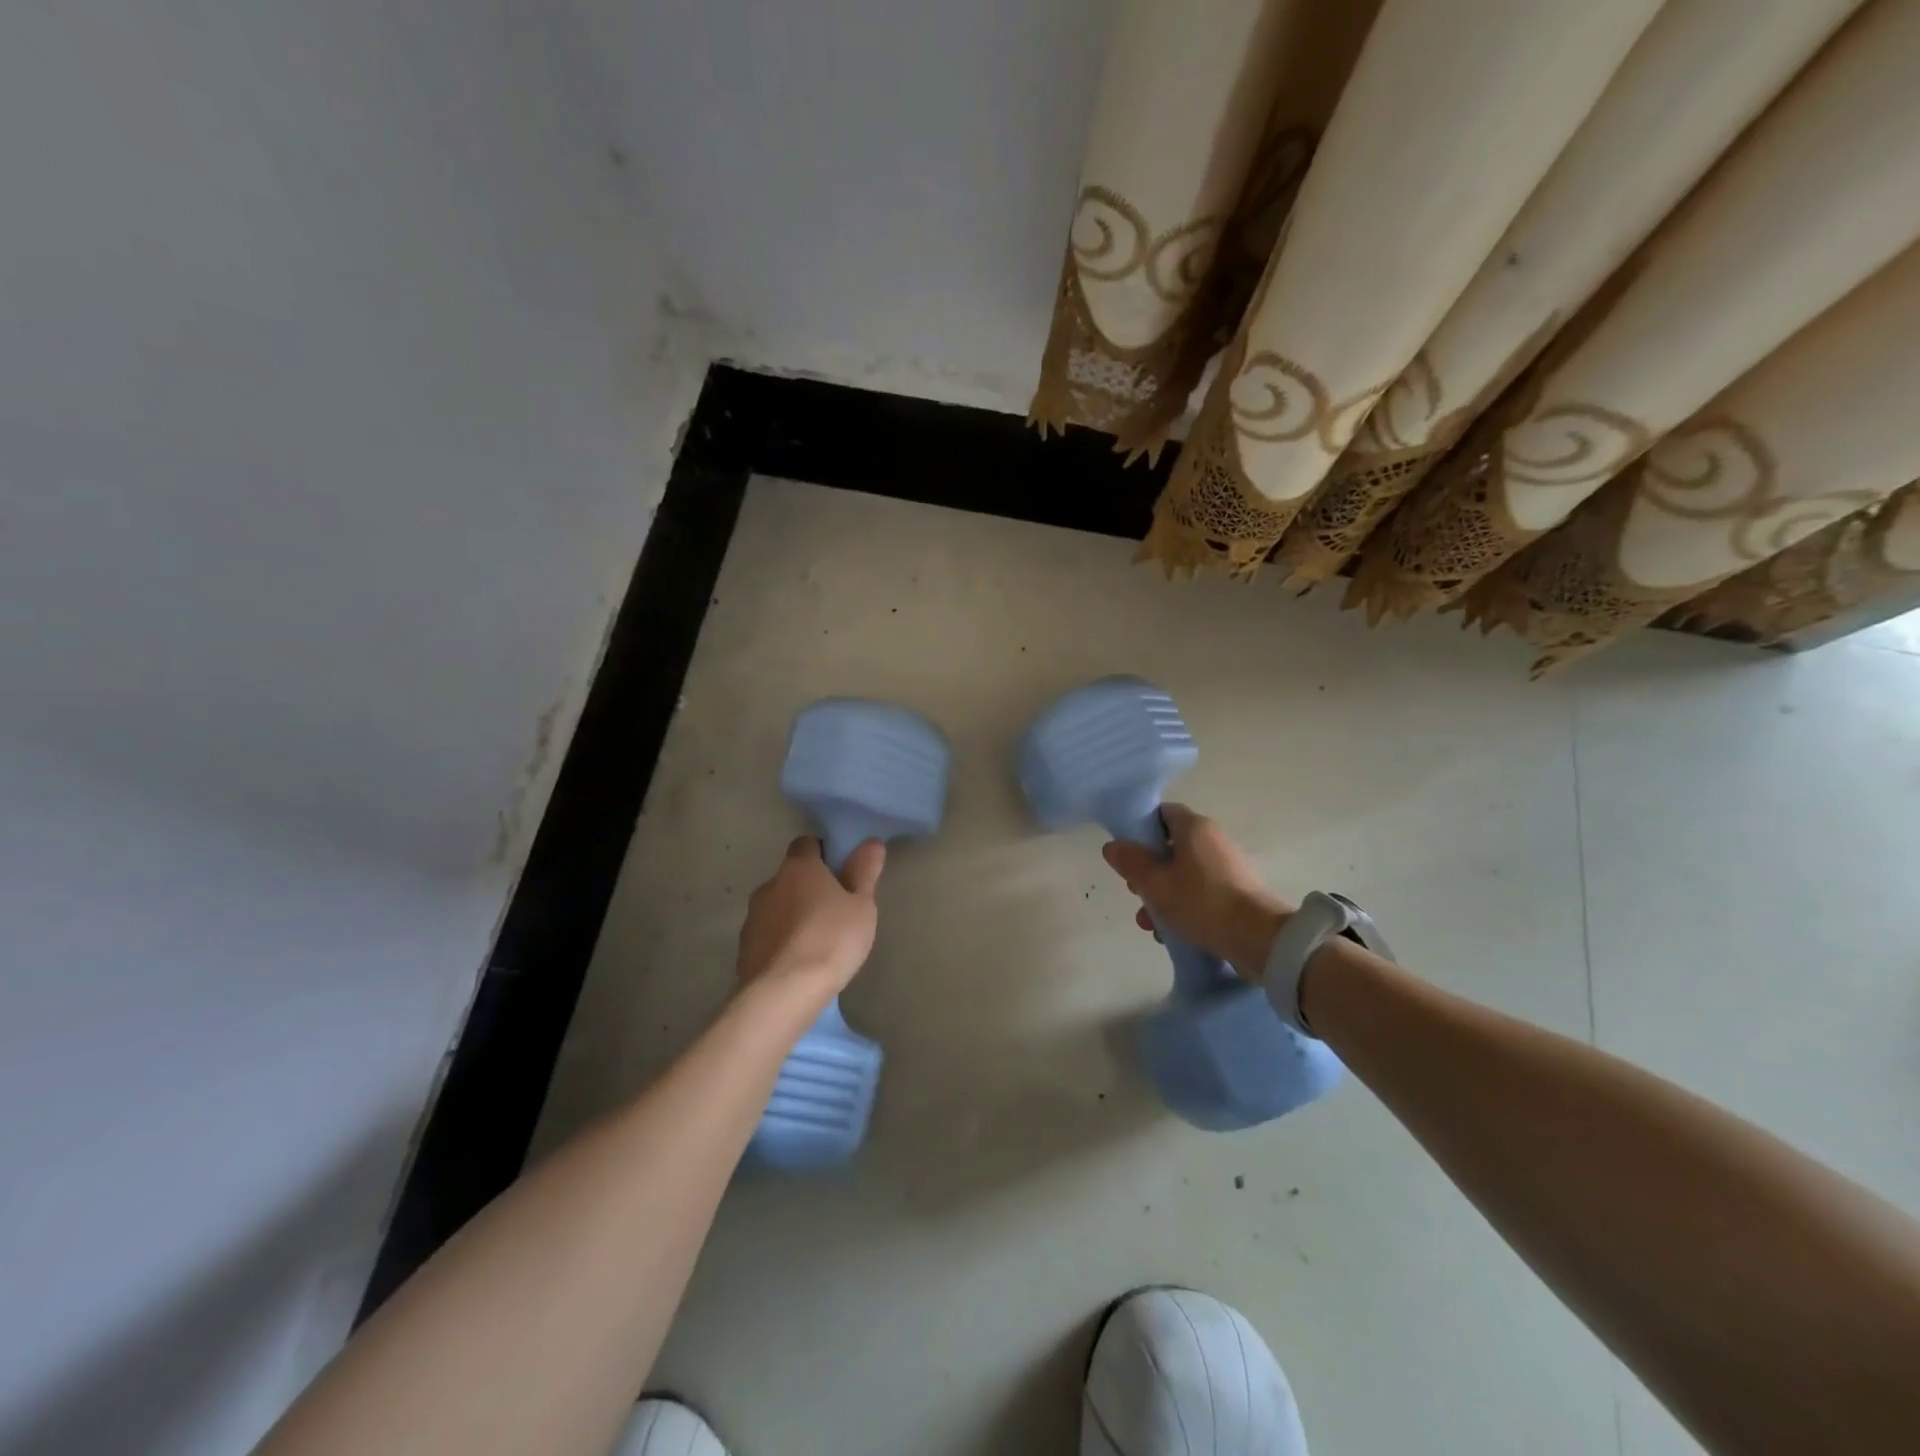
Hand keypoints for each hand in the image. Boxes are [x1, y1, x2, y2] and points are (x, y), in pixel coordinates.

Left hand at [735, 836, 885, 1003]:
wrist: (783, 992)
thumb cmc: (831, 939)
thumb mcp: (862, 906)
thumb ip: (864, 873)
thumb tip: (871, 842)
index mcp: (798, 868)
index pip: (806, 844)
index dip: (823, 854)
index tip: (840, 871)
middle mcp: (769, 885)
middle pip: (790, 877)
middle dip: (808, 888)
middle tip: (833, 910)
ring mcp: (752, 918)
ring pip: (776, 907)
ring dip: (792, 916)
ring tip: (816, 942)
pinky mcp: (744, 949)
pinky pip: (766, 936)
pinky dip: (780, 942)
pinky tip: (797, 963)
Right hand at [1101, 804, 1292, 976]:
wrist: (1260, 939)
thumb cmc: (1202, 902)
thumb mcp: (1155, 883)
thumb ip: (1130, 862)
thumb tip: (1112, 845)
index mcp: (1194, 828)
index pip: (1161, 813)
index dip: (1140, 829)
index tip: (1127, 852)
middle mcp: (1213, 840)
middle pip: (1170, 847)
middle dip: (1148, 872)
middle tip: (1135, 892)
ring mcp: (1227, 868)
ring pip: (1182, 875)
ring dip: (1162, 896)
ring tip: (1150, 925)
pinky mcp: (1236, 893)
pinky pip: (1200, 893)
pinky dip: (1183, 908)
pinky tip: (1172, 933)